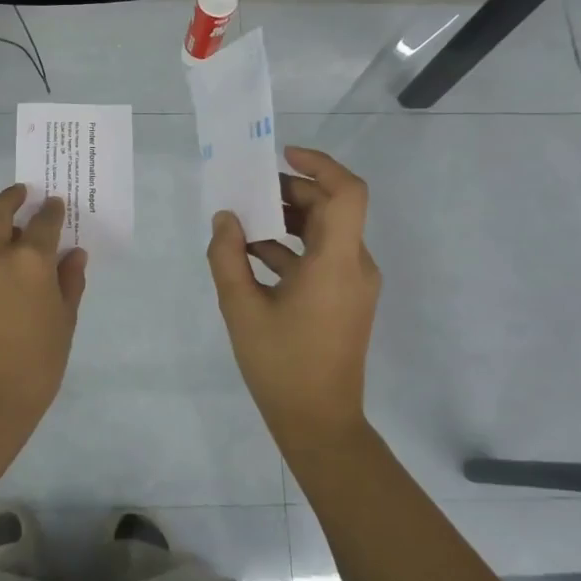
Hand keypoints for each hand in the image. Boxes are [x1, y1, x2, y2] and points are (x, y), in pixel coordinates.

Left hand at [0, 183, 89, 423]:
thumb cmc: (38, 363)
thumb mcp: (65, 321)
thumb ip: (69, 282)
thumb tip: (73, 255)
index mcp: (31, 260)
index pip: (44, 222)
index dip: (52, 210)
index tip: (56, 205)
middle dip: (12, 197)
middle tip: (25, 196)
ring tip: (0, 228)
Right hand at [206, 147, 379, 451]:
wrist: (320, 424)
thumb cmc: (280, 365)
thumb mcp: (240, 308)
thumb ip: (227, 256)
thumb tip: (225, 218)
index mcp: (336, 262)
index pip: (347, 193)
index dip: (320, 164)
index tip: (283, 156)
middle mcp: (354, 265)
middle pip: (332, 208)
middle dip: (291, 191)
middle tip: (249, 190)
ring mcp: (354, 284)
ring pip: (326, 232)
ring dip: (288, 220)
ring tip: (243, 221)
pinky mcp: (346, 299)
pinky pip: (322, 257)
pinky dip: (292, 248)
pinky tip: (252, 256)